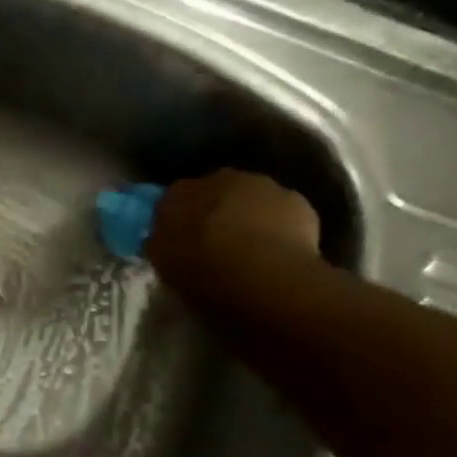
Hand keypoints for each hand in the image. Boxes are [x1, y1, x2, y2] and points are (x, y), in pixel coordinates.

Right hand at [145, 170, 322, 303]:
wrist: (266, 278)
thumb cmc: (203, 272)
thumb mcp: (164, 263)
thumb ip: (159, 242)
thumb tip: (159, 235)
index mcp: (180, 193)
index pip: (169, 197)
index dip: (173, 216)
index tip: (175, 236)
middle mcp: (220, 178)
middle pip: (212, 191)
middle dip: (210, 209)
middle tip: (209, 240)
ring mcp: (262, 186)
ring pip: (248, 197)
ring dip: (244, 214)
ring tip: (244, 246)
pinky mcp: (297, 201)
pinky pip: (278, 211)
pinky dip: (274, 224)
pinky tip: (272, 250)